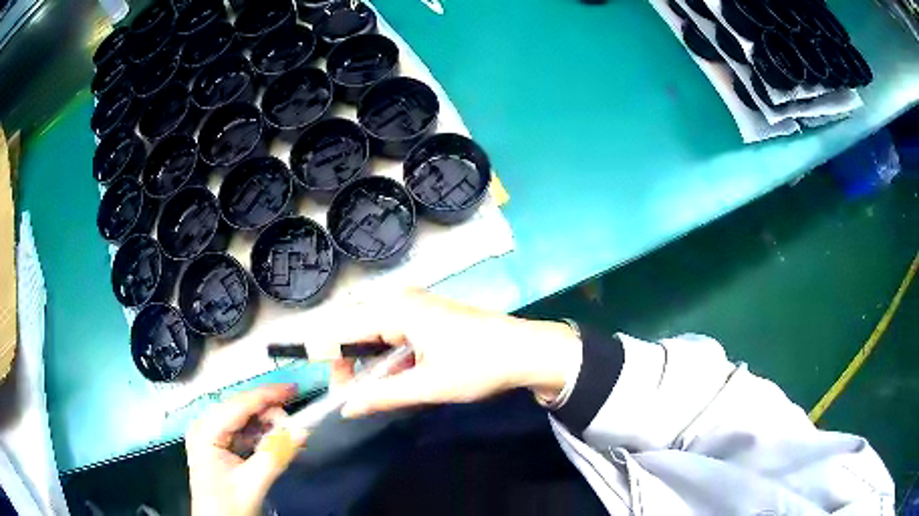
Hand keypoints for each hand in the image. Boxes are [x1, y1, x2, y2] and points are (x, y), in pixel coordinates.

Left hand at [186, 385, 307, 515]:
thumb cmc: (227, 506)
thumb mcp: (251, 484)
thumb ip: (274, 456)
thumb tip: (301, 431)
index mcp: (205, 431)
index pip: (238, 405)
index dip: (266, 395)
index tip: (294, 389)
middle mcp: (205, 426)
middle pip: (241, 409)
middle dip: (269, 414)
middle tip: (294, 428)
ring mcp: (211, 435)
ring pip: (244, 419)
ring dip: (267, 426)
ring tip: (288, 438)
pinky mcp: (219, 445)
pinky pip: (243, 432)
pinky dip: (261, 436)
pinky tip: (275, 443)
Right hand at [333, 289, 581, 417]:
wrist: (529, 351)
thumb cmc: (479, 366)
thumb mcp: (427, 386)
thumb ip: (382, 396)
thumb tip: (347, 408)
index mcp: (395, 308)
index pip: (343, 330)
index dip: (334, 362)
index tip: (339, 394)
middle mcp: (401, 300)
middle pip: (358, 331)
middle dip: (354, 366)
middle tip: (360, 399)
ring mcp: (417, 306)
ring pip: (378, 336)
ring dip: (376, 366)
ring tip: (384, 394)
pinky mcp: (430, 316)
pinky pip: (397, 336)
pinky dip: (394, 360)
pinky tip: (405, 380)